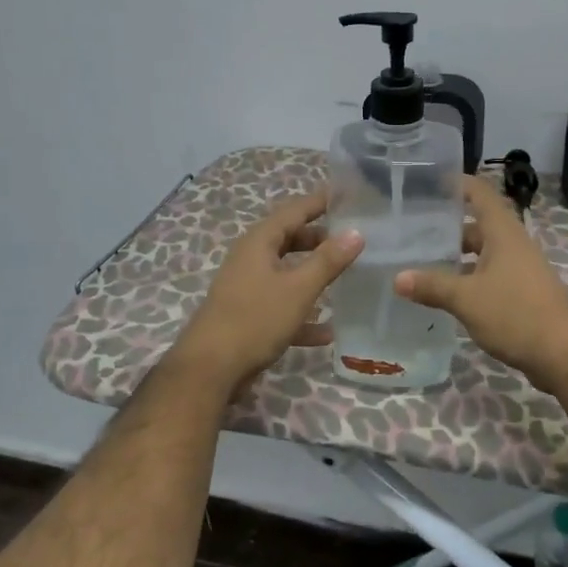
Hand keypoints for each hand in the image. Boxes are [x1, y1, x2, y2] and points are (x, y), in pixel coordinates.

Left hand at [173, 193, 365, 396]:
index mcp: (259, 242)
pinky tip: (328, 331)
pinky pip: (282, 305)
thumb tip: (356, 233)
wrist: (210, 370)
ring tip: (348, 276)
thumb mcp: (298, 289)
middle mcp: (251, 259)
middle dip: (321, 238)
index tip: (350, 196)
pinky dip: (303, 312)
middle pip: (290, 239)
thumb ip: (328, 261)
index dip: (320, 202)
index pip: (294, 210)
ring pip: (287, 272)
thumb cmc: (255, 320)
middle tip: (354, 239)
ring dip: (314, 274)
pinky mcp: (249, 316)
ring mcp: (248, 288)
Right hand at [395, 174, 567, 394]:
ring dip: (458, 255)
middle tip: (414, 229)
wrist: (565, 354)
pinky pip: (490, 275)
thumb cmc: (516, 314)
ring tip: (423, 261)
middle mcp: (513, 244)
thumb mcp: (467, 299)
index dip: (458, 183)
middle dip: (448, 226)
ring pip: (484, 252)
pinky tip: (447, 293)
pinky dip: (469, 277)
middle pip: (479, 224)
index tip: (430, 181)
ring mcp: (521, 269)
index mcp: (503, 233)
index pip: (480, 193)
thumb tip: (397, 278)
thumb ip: (432, 286)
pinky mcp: (523, 293)